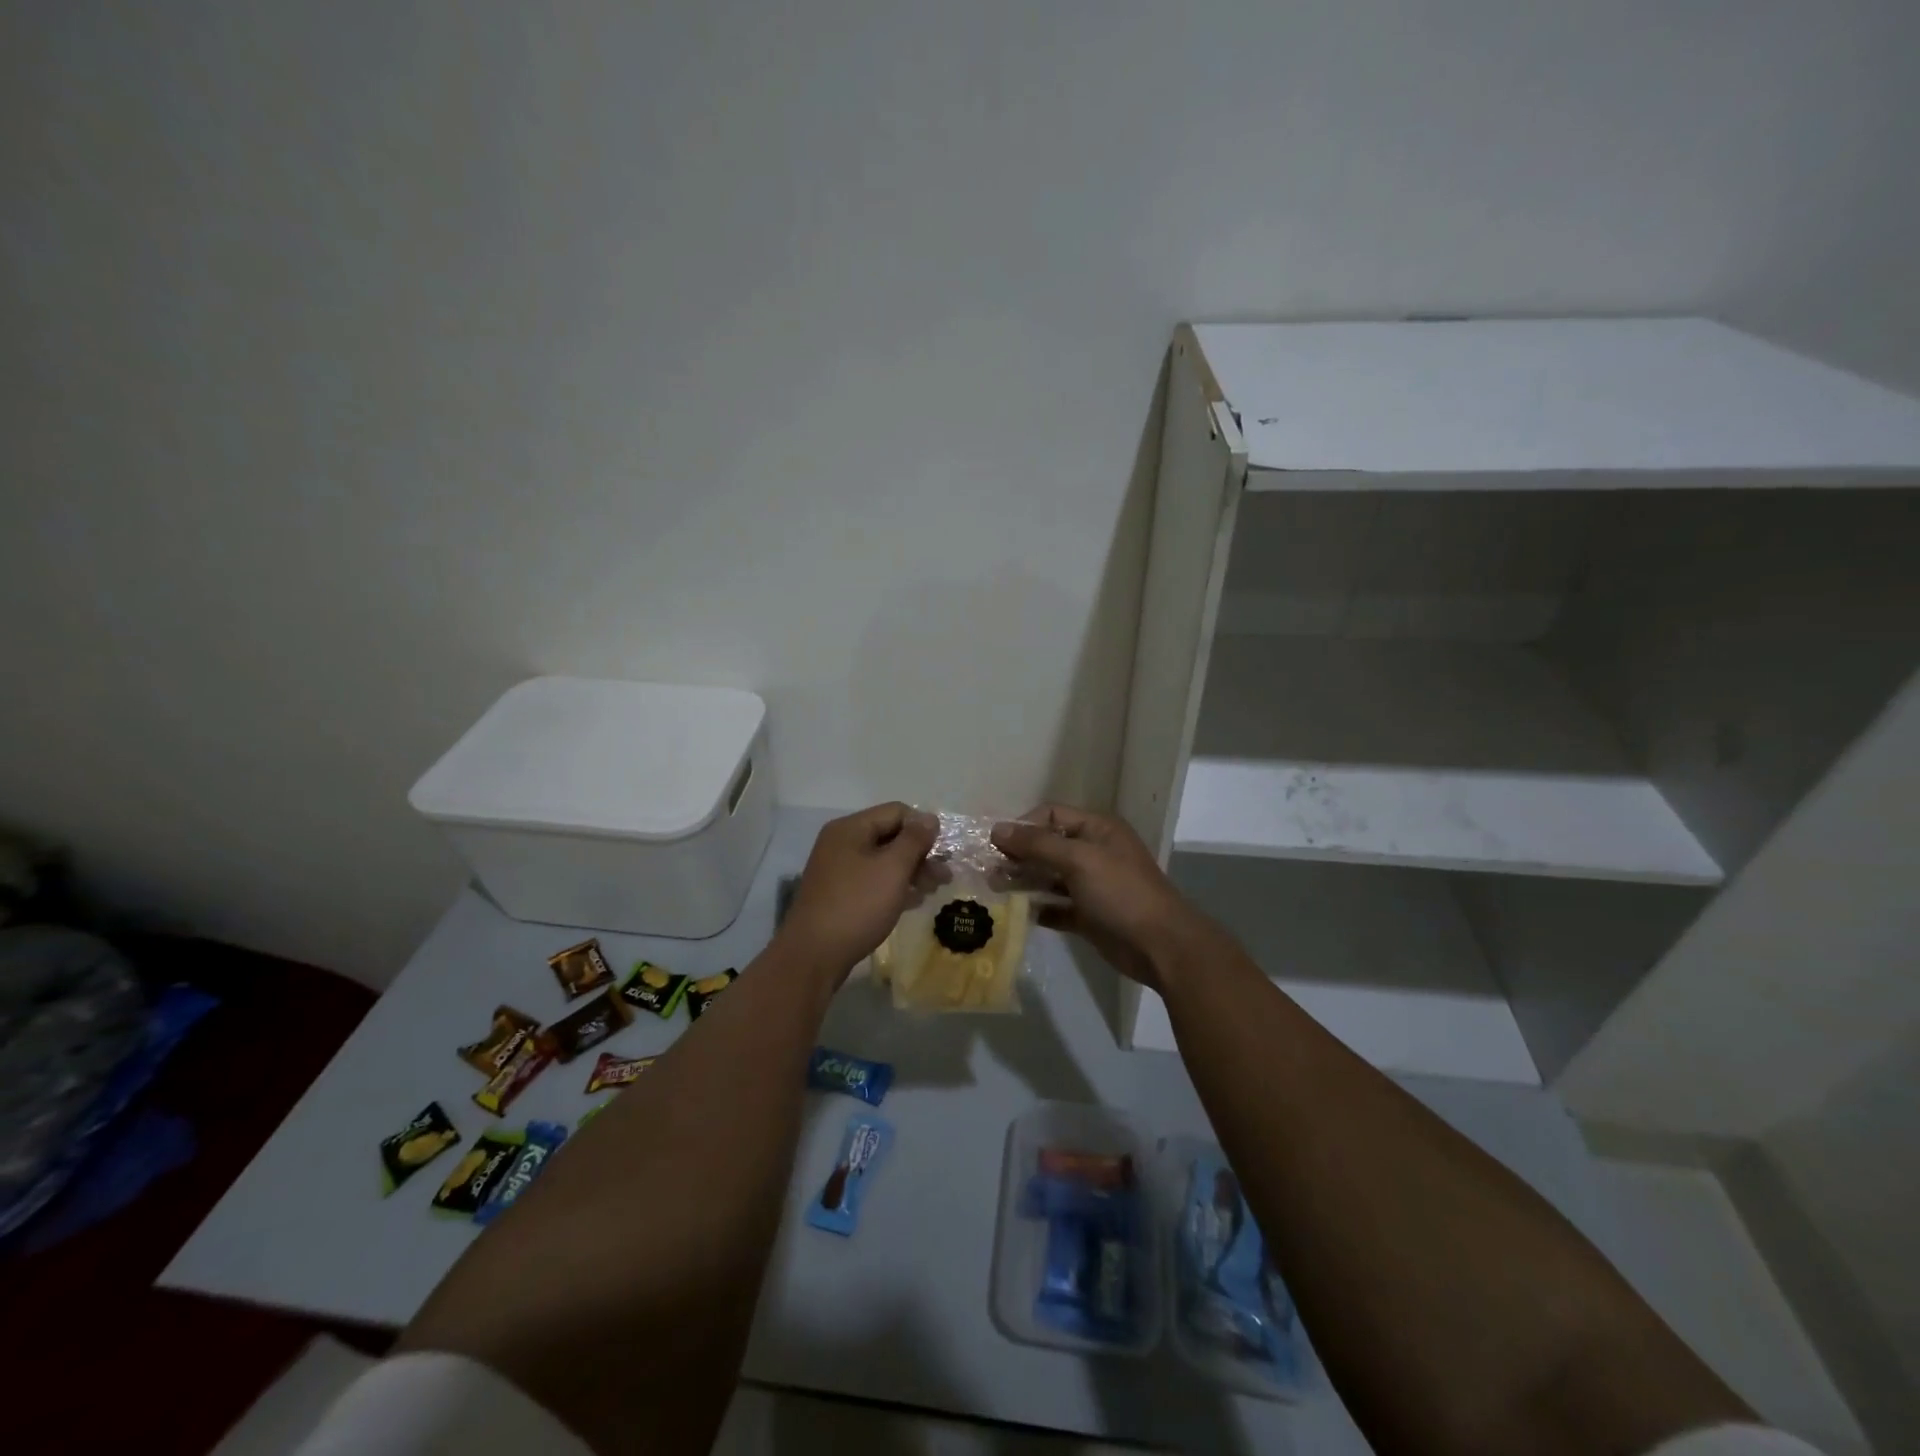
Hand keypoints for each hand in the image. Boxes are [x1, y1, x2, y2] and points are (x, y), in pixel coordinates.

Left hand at [778, 803, 938, 980]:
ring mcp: (838, 870)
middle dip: (920, 853)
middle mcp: (841, 843)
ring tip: (934, 890)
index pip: (896, 812)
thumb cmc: (857, 906)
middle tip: (945, 876)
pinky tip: (913, 902)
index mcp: (850, 829)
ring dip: (911, 871)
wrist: (813, 956)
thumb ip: (914, 840)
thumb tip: (929, 818)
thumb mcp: (892, 869)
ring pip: (883, 861)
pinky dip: (894, 887)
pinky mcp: (839, 895)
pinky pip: (873, 881)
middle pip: (890, 836)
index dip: (923, 827)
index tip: (943, 851)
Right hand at [992, 805, 1212, 991]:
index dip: (1023, 826)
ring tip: (996, 889)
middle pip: (1048, 846)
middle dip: (1019, 855)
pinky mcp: (1089, 916)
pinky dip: (1040, 909)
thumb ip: (1037, 844)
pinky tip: (1020, 914)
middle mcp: (1094, 853)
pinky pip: (1057, 907)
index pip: (1051, 815)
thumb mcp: (1078, 860)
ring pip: (1050, 877)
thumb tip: (996, 830)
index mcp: (1097, 830)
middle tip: (990, 870)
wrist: (1161, 946)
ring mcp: (1092, 886)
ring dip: (1024, 881)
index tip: (997, 845)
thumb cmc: (1121, 893)